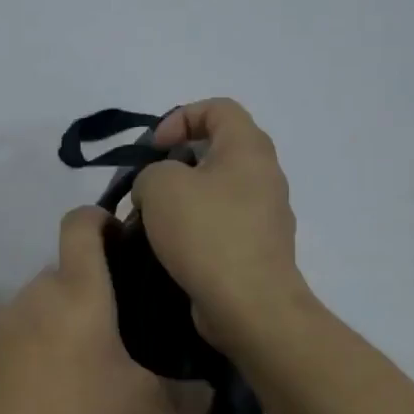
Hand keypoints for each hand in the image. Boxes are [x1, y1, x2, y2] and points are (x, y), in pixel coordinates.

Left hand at [0, 207, 213, 413]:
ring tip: (86, 362)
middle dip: (90, 288)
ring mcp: (3, 318)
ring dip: (62, 320)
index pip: (80, 222)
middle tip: (119, 325)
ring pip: (41, 303)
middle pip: (65, 270)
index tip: (119, 237)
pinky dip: (35, 346)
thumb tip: (208, 395)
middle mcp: (37, 291)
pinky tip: (49, 386)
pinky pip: (18, 332)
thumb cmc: (76, 412)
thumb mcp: (141, 408)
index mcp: (78, 288)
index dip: (99, 217)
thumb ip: (182, 398)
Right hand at [132, 98, 308, 349]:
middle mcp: (265, 175)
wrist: (249, 305)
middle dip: (175, 164)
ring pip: (216, 192)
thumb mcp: (160, 186)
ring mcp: (265, 215)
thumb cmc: (207, 233)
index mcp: (248, 148)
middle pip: (216, 151)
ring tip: (151, 223)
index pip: (218, 108)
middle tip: (148, 187)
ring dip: (181, 201)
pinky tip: (169, 250)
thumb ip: (151, 173)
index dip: (180, 117)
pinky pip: (221, 225)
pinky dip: (194, 230)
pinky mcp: (257, 249)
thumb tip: (158, 190)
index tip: (153, 148)